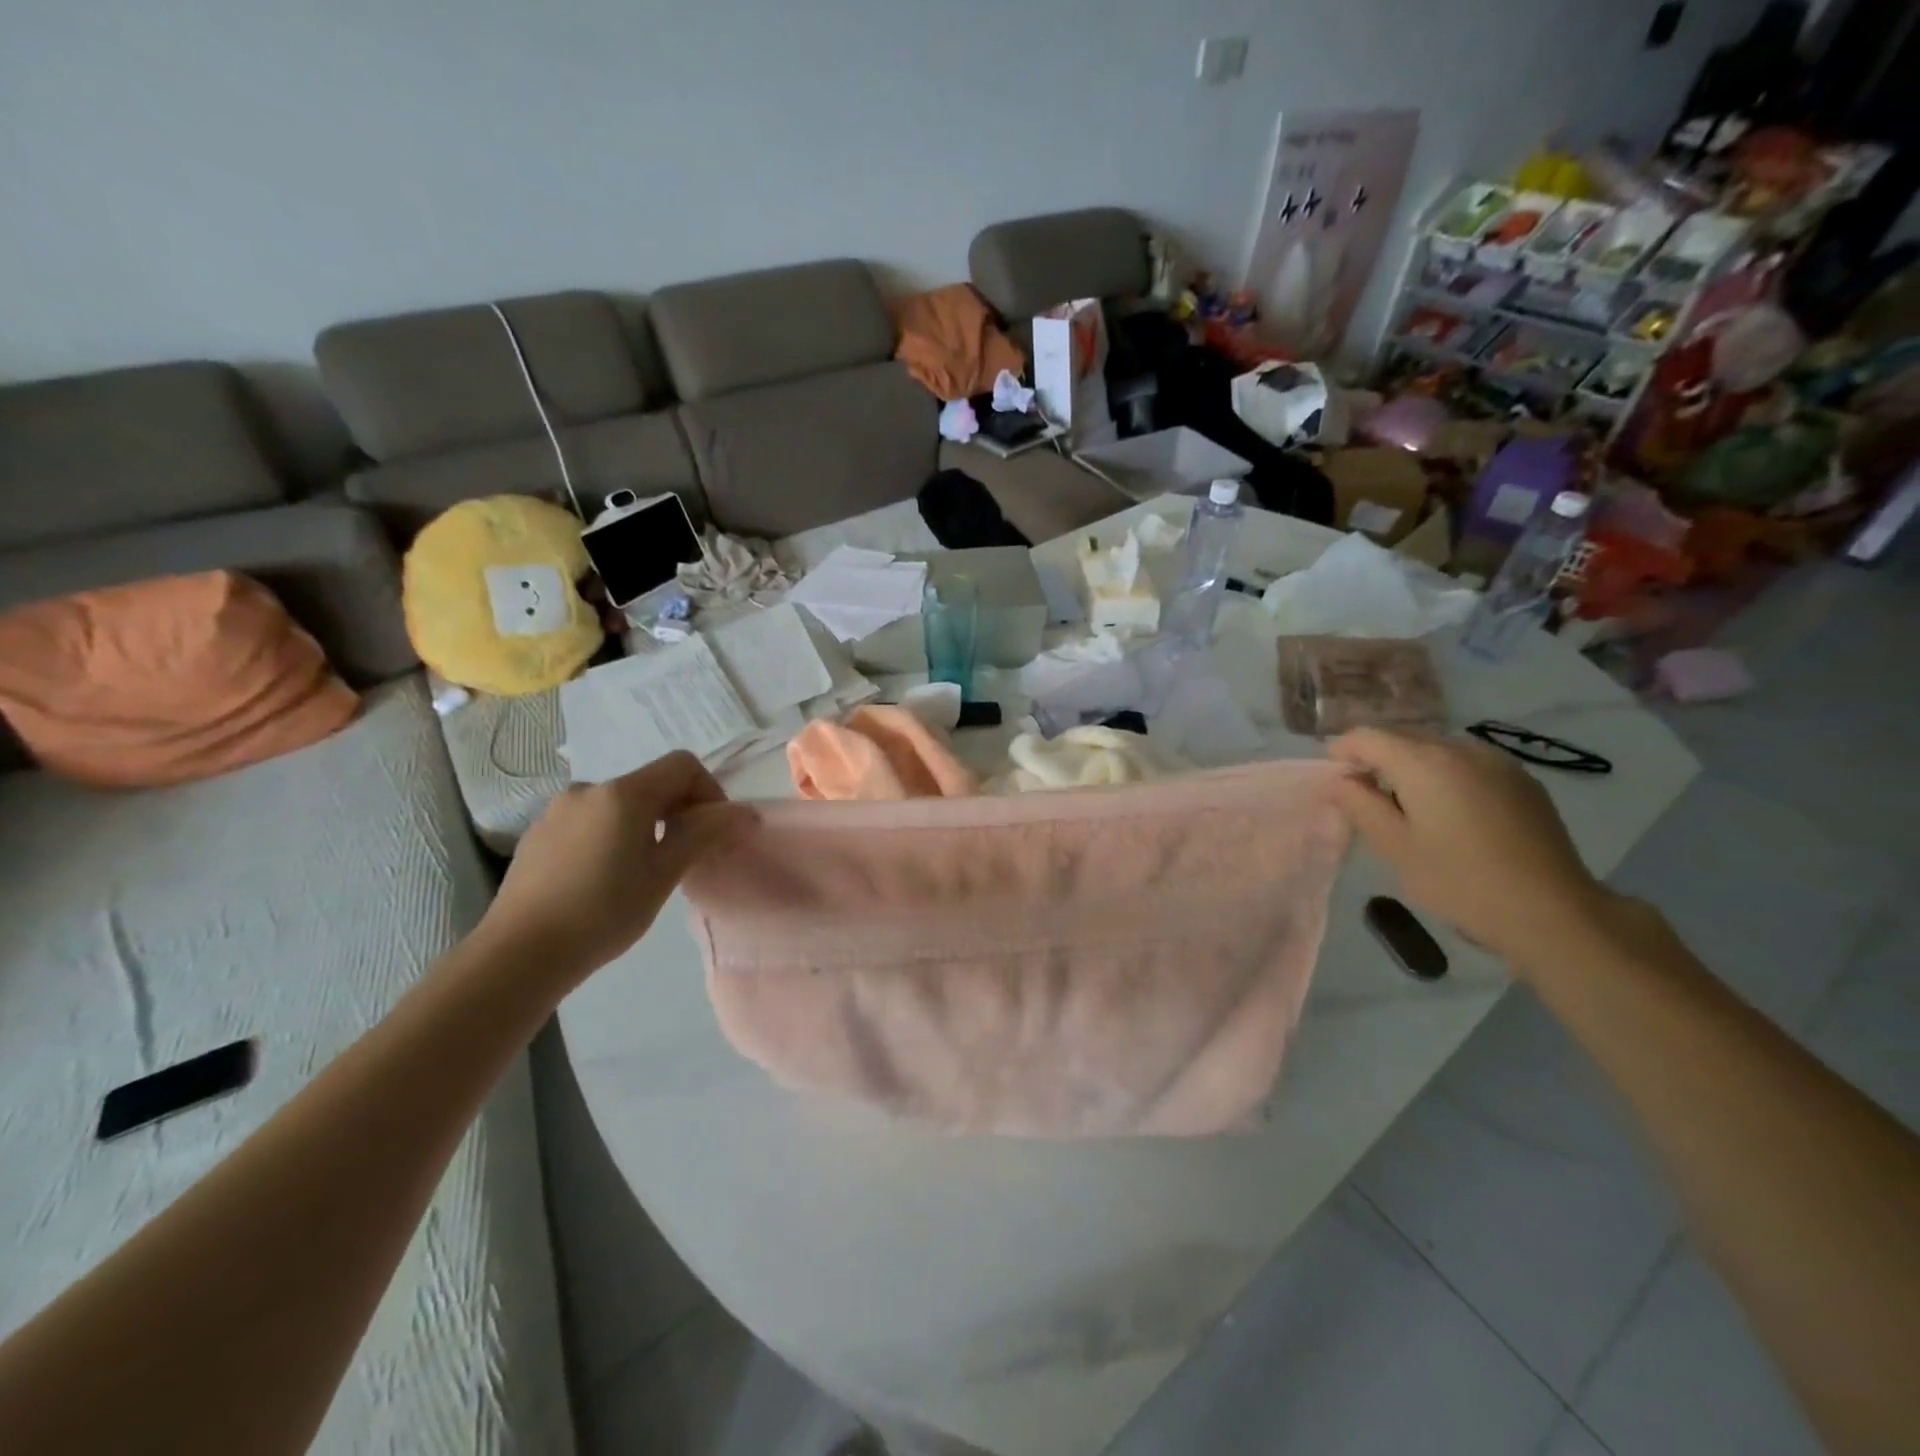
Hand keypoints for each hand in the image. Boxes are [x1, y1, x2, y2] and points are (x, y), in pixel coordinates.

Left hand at [475, 752, 756, 983]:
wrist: (518, 954)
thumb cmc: (603, 912)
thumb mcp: (664, 874)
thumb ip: (704, 834)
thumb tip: (745, 812)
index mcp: (623, 794)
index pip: (682, 766)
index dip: (709, 790)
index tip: (714, 831)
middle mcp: (588, 790)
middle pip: (651, 783)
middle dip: (679, 811)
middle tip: (686, 856)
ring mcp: (557, 811)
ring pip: (620, 805)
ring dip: (645, 825)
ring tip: (644, 871)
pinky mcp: (538, 835)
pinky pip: (590, 821)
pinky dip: (612, 836)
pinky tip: (605, 879)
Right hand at [1329, 727, 1610, 964]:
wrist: (1553, 912)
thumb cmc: (1460, 882)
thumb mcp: (1395, 847)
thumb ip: (1360, 805)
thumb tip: (1340, 780)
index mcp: (1424, 762)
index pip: (1366, 736)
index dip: (1341, 753)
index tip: (1334, 782)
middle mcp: (1460, 747)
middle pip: (1402, 736)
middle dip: (1376, 758)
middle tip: (1365, 798)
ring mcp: (1496, 761)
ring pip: (1436, 748)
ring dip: (1411, 766)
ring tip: (1408, 807)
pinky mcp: (1521, 779)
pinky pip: (1466, 762)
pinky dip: (1444, 775)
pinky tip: (1450, 813)